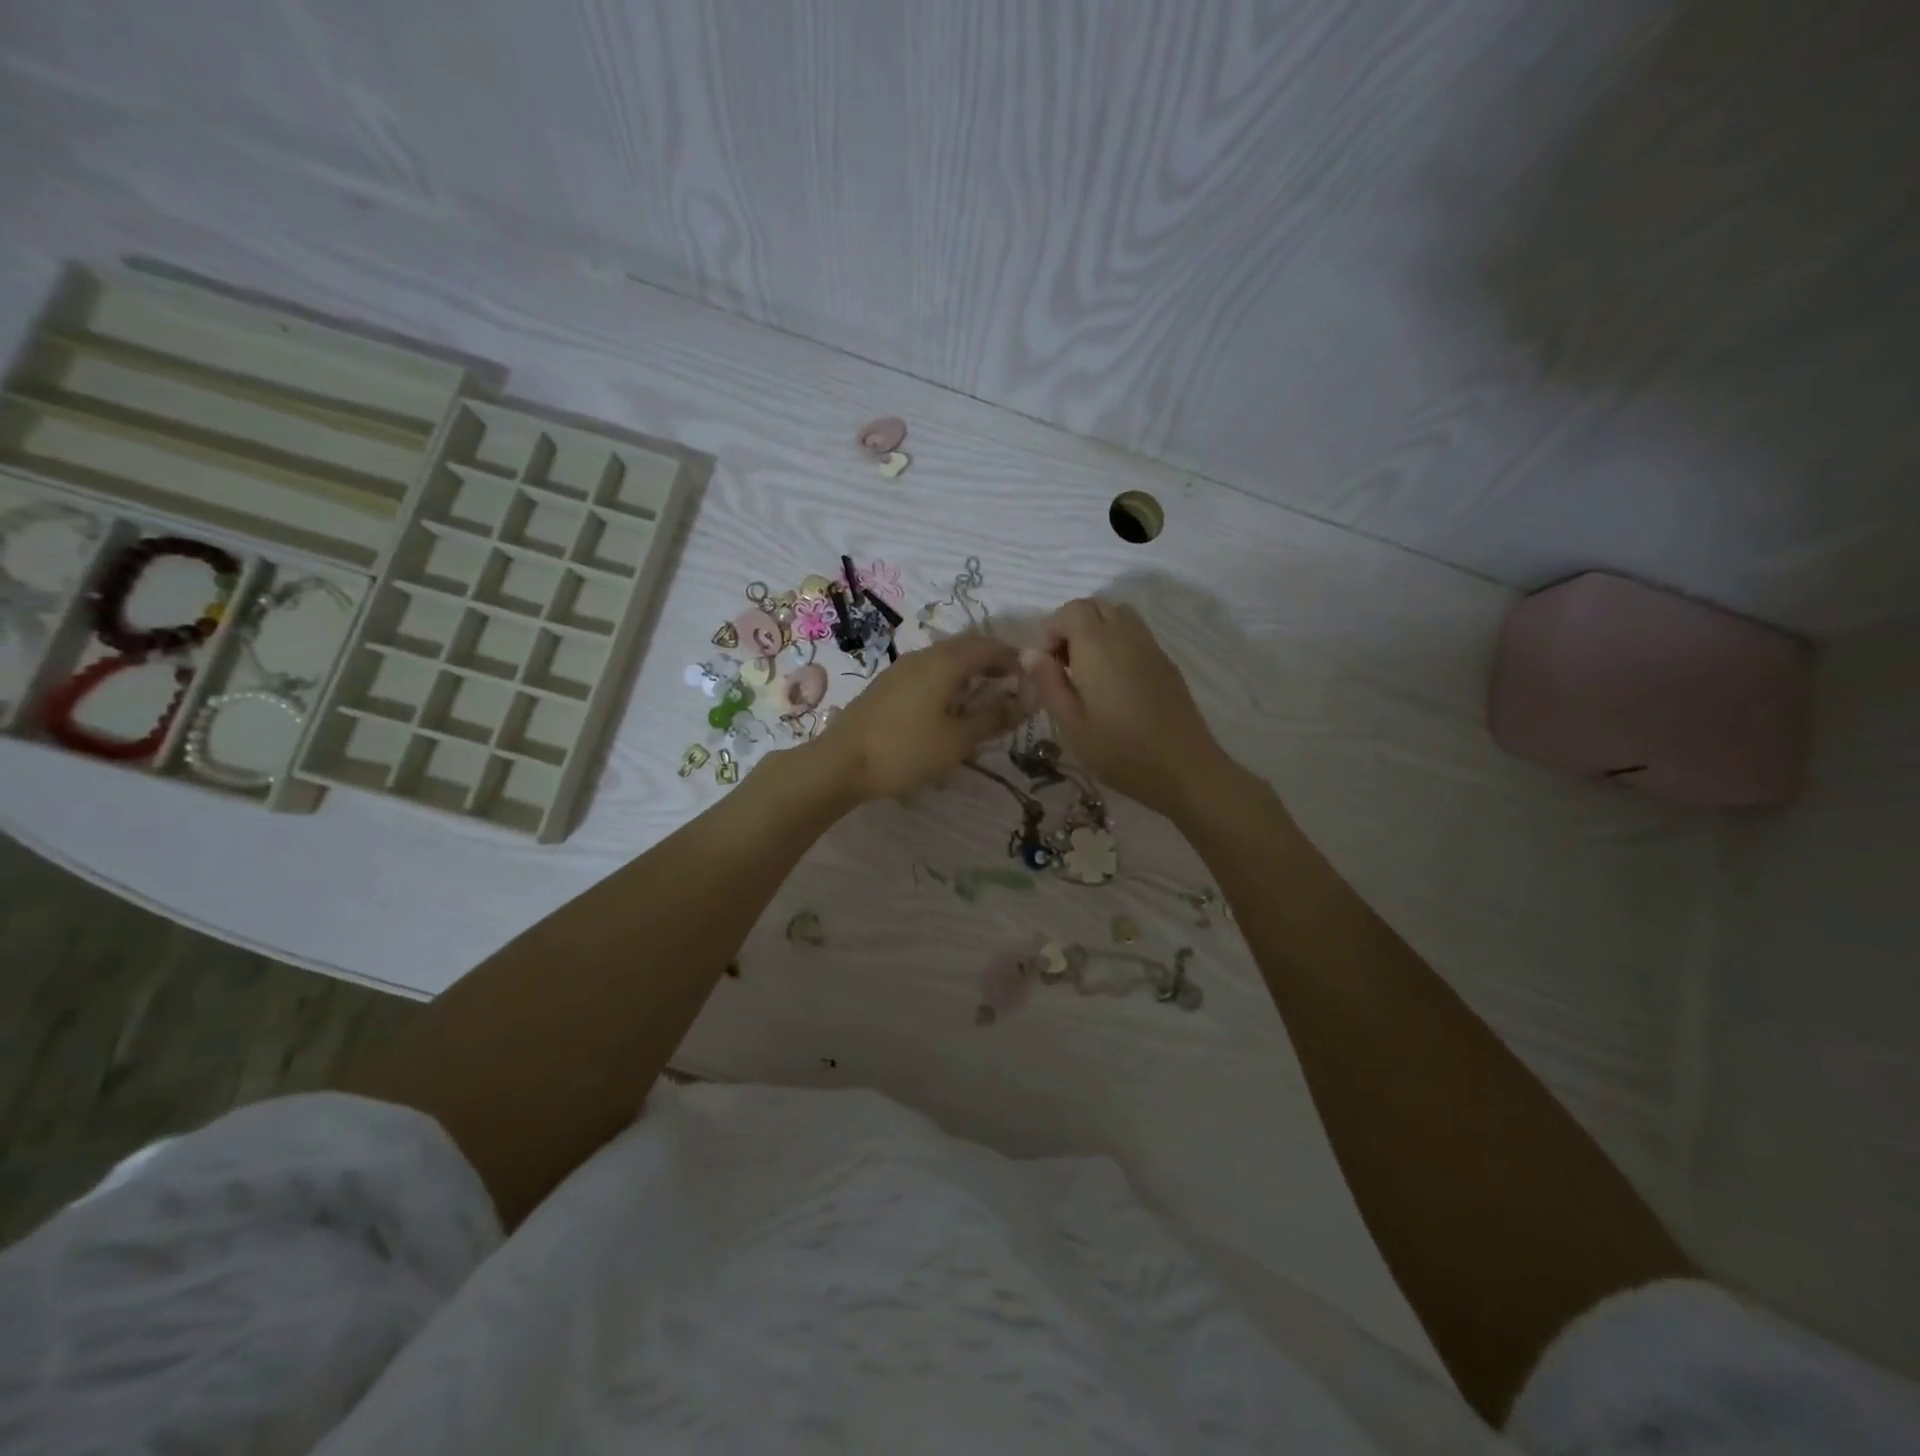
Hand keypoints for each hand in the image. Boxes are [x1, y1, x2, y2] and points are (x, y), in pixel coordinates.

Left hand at [813, 633, 1024, 801]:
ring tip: (984, 697)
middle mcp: (924, 656)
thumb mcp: (958, 740)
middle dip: (992, 662)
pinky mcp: (887, 685)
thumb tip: (1023, 701)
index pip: (989, 647)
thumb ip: (993, 717)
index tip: (1030, 678)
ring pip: (945, 659)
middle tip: (1011, 686)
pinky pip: (928, 672)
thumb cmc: (907, 750)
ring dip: (969, 672)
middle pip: (966, 648)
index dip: (1013, 659)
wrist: (842, 762)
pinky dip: (948, 681)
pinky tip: (949, 706)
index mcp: (946, 662)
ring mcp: (901, 669)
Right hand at [1021, 598, 1229, 818]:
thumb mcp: (1071, 724)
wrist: (1184, 769)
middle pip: (1095, 606)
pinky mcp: (1166, 662)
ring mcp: (1151, 646)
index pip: (1070, 610)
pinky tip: (1112, 682)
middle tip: (1061, 666)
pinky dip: (1116, 642)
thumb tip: (1030, 653)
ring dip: (1095, 631)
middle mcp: (1126, 635)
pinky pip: (1135, 634)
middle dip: (1071, 627)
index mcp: (1098, 646)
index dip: (1050, 630)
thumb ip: (1048, 683)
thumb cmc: (1120, 751)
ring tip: (1085, 671)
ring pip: (1118, 616)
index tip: (1043, 666)